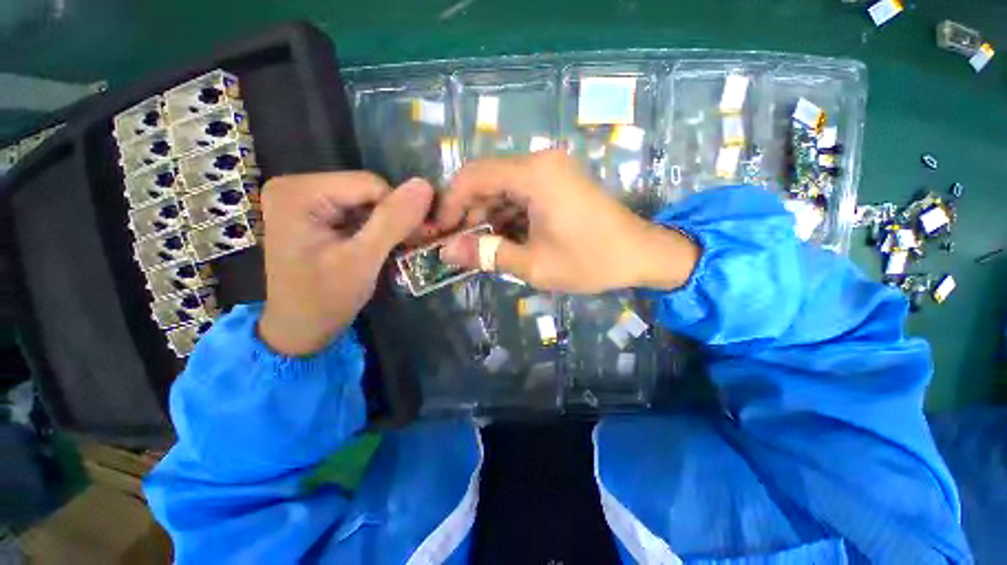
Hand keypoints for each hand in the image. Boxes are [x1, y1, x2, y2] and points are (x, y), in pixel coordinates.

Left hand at [258, 174, 433, 355]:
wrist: (300, 330)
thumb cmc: (325, 299)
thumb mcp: (362, 260)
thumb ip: (393, 221)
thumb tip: (425, 185)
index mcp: (299, 192)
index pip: (370, 184)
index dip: (399, 210)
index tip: (417, 237)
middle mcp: (297, 187)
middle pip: (367, 191)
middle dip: (393, 218)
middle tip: (410, 245)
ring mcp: (305, 200)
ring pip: (367, 202)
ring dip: (388, 225)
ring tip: (399, 248)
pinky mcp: (315, 215)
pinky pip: (358, 212)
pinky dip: (377, 229)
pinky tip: (383, 247)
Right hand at [436, 151, 698, 293]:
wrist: (642, 255)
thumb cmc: (590, 261)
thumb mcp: (534, 264)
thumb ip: (488, 255)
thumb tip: (447, 252)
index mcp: (535, 175)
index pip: (474, 176)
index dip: (451, 203)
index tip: (440, 231)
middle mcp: (540, 163)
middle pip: (487, 181)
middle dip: (469, 213)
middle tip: (459, 246)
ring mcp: (551, 172)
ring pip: (503, 189)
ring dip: (488, 217)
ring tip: (481, 248)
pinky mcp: (558, 184)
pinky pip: (521, 195)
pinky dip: (507, 217)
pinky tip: (505, 240)